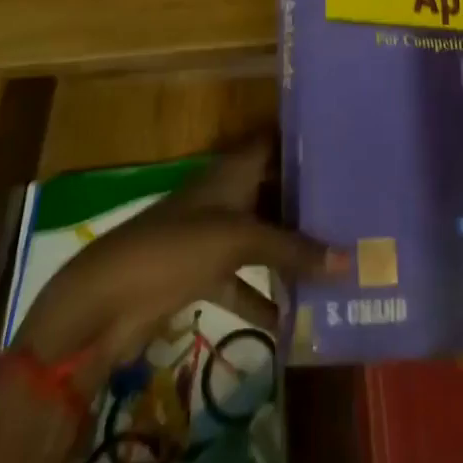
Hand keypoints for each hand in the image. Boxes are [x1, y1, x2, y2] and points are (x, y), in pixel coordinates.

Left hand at [13, 136, 345, 369]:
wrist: (108, 299)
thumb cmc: (176, 247)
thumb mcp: (239, 241)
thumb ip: (292, 250)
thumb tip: (349, 260)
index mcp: (233, 171)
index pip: (273, 143)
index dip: (303, 142)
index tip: (343, 147)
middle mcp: (227, 195)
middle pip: (273, 191)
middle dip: (306, 203)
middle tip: (354, 211)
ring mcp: (213, 234)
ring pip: (262, 236)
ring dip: (290, 252)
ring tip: (336, 263)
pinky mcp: (202, 273)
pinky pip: (243, 280)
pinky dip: (264, 297)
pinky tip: (294, 320)